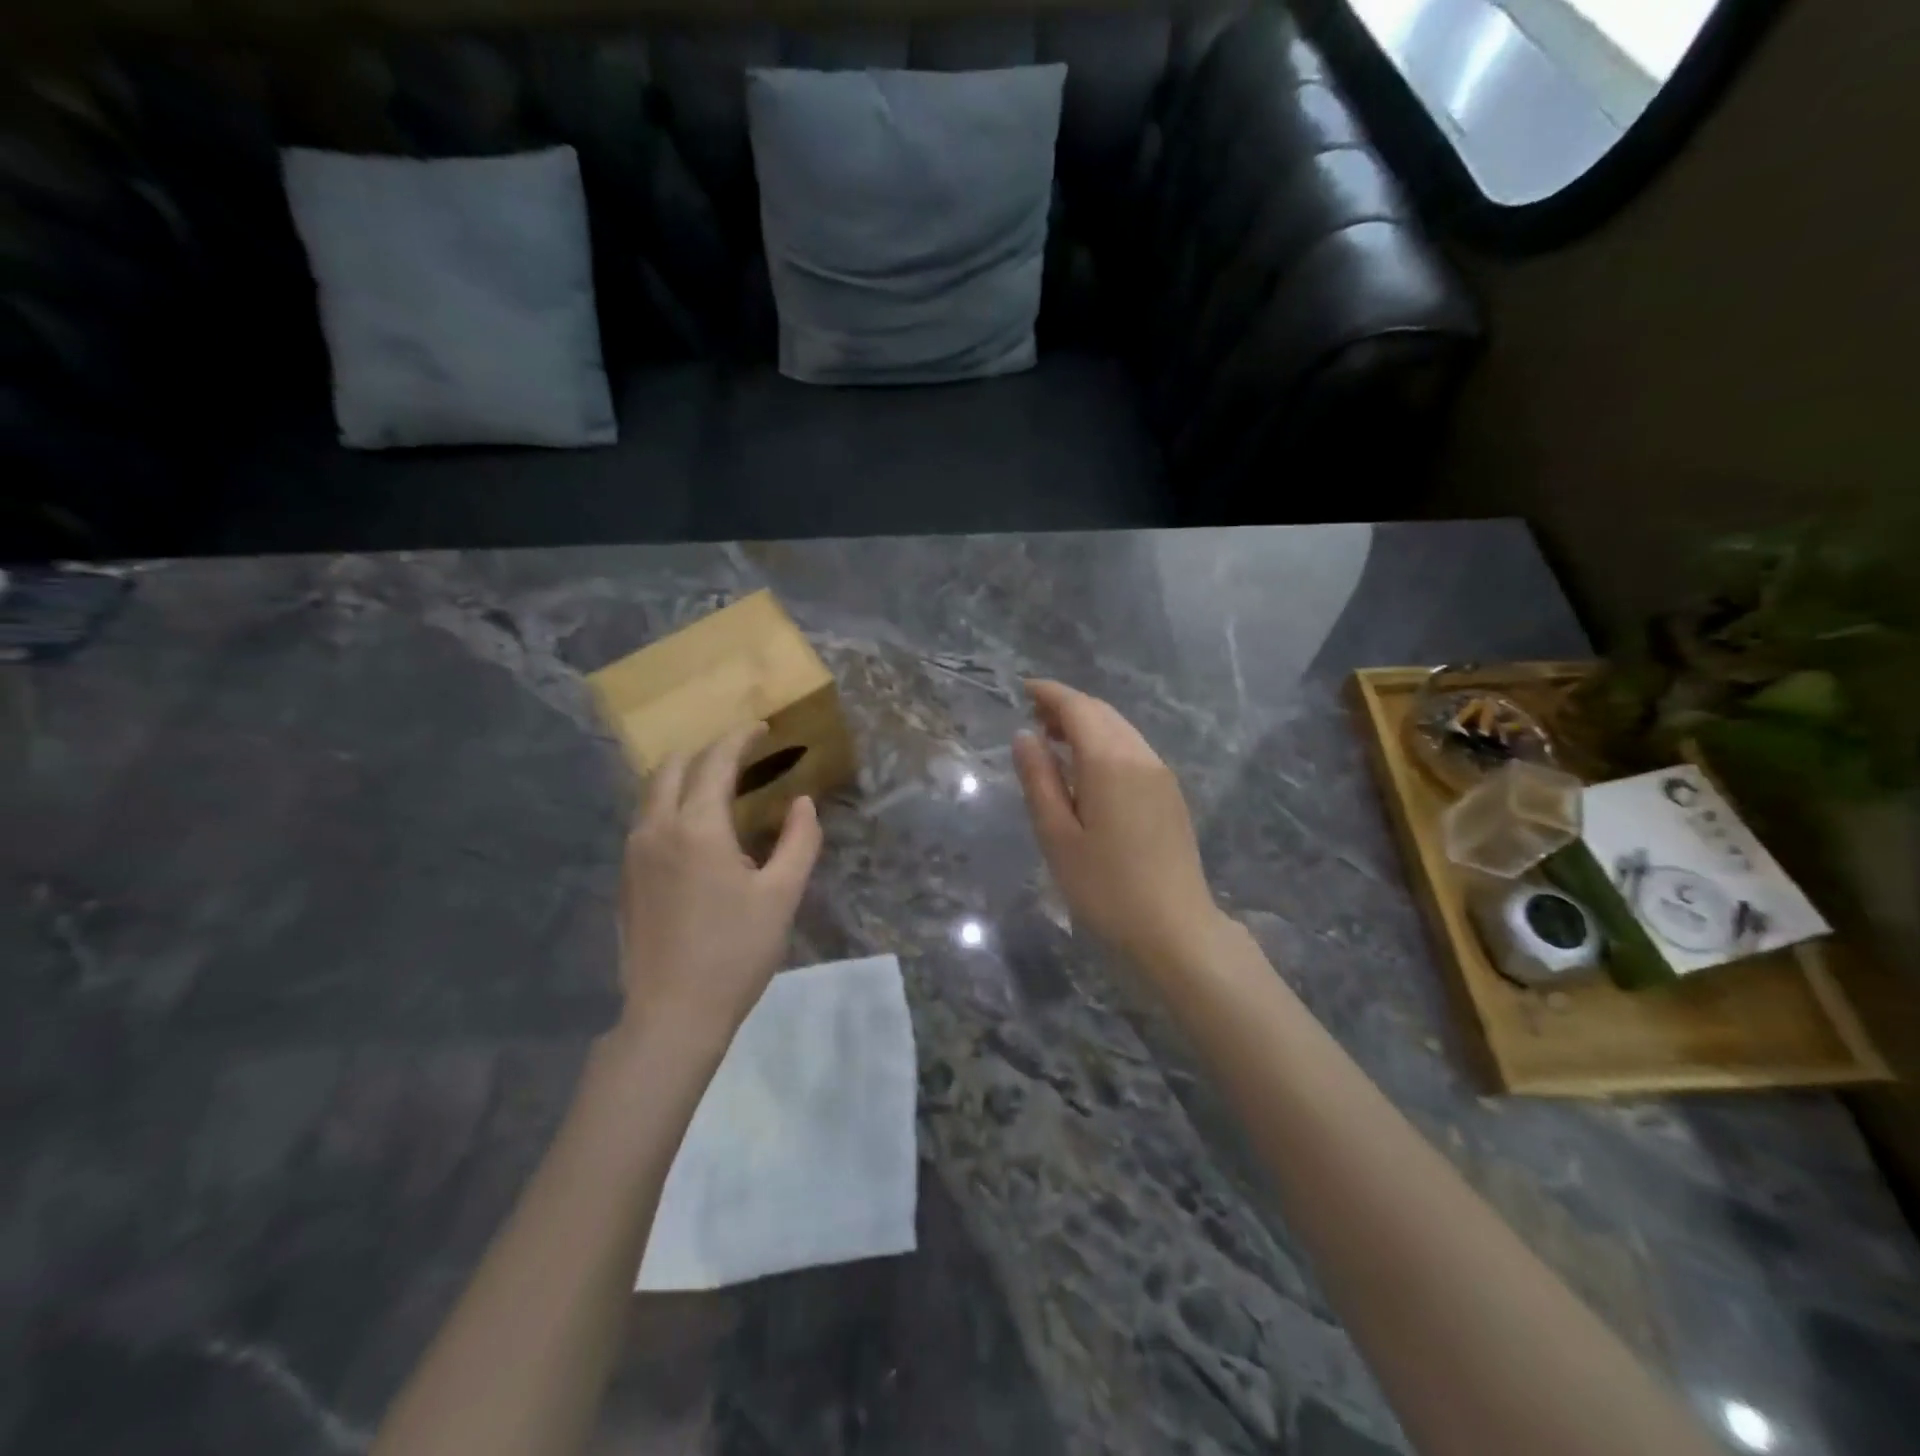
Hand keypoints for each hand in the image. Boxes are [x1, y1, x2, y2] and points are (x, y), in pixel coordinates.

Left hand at [615, 723, 821, 1050]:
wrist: (672, 1014)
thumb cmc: (735, 952)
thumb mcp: (782, 895)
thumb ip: (799, 840)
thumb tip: (802, 803)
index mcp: (697, 827)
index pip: (716, 762)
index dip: (739, 738)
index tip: (761, 728)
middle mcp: (656, 828)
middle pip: (674, 766)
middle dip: (708, 751)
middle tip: (742, 755)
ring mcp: (634, 853)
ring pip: (653, 791)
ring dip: (685, 775)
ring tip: (719, 784)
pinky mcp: (625, 878)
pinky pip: (646, 819)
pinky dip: (670, 803)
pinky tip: (695, 827)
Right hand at [1012, 680, 1224, 977]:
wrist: (1175, 931)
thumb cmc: (1105, 888)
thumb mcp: (1057, 836)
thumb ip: (1039, 780)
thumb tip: (1025, 736)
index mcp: (1111, 761)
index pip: (1078, 708)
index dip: (1049, 693)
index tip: (1023, 689)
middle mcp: (1141, 757)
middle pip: (1103, 713)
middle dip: (1067, 706)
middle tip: (1032, 716)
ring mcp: (1162, 775)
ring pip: (1121, 730)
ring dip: (1088, 724)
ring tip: (1055, 741)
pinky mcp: (1171, 796)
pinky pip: (1134, 751)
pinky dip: (1106, 744)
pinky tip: (1088, 769)